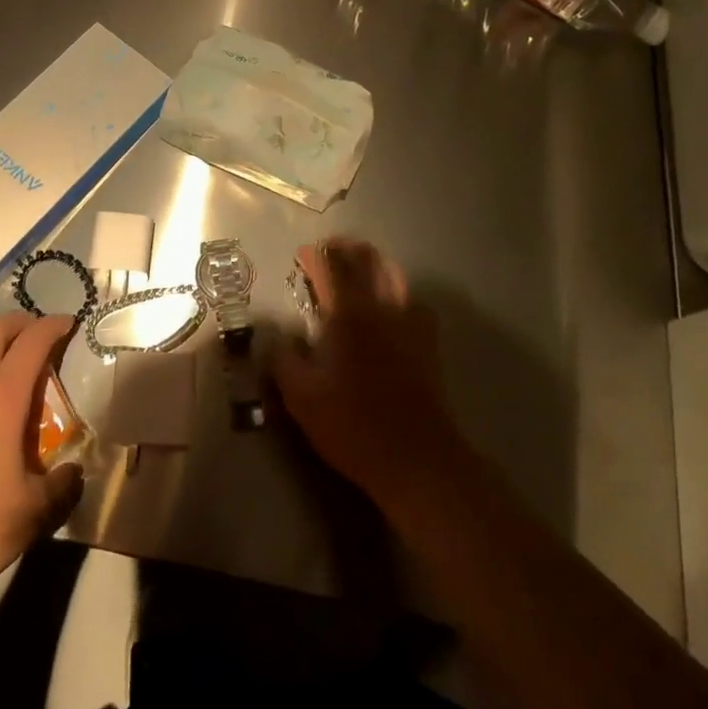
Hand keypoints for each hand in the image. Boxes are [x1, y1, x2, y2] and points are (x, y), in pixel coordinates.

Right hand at [270, 237, 472, 515]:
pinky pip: (413, 301)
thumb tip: (279, 339)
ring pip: (394, 275)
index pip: (331, 268)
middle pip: (367, 261)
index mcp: (348, 315)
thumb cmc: (353, 426)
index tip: (302, 255)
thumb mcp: (302, 398)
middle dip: (346, 250)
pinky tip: (390, 306)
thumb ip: (284, 361)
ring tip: (359, 268)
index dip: (315, 256)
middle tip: (330, 252)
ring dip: (374, 264)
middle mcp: (381, 308)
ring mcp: (409, 323)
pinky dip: (397, 291)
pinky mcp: (428, 342)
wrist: (417, 458)